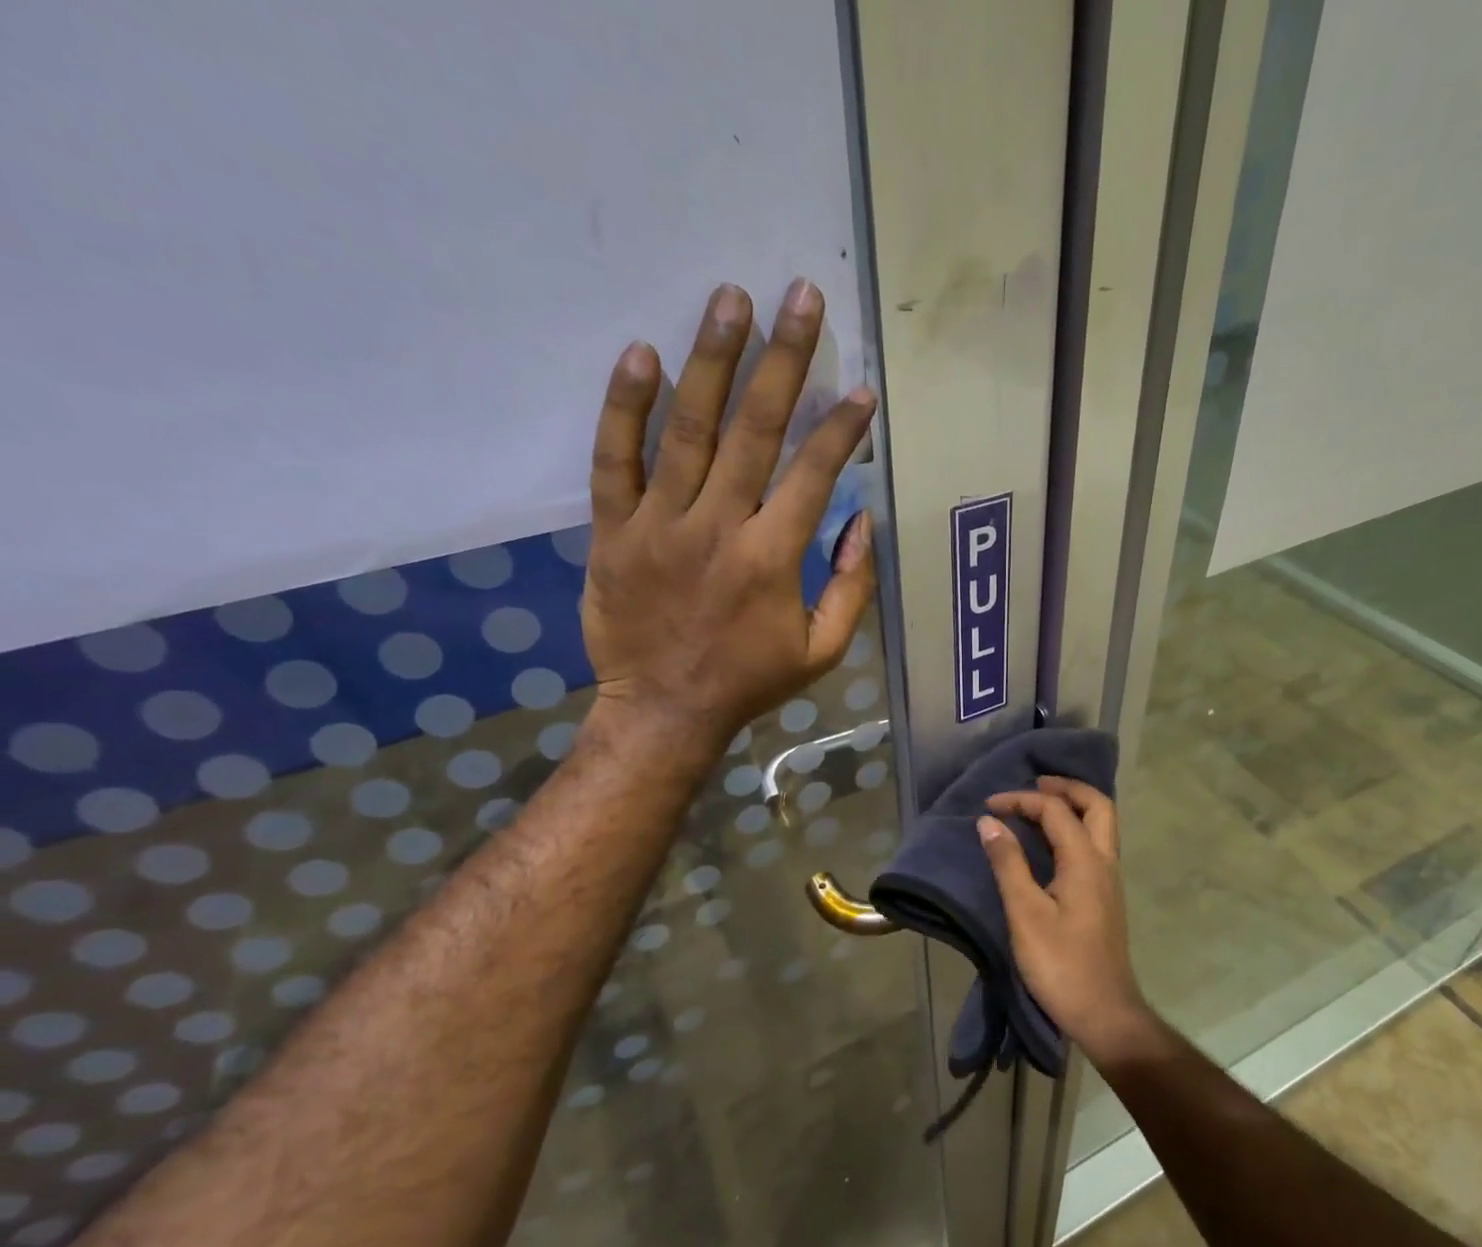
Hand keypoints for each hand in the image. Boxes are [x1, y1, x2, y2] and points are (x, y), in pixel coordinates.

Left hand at [580, 279, 878, 752]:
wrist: (663, 712)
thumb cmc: (749, 682)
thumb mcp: (823, 651)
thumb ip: (851, 588)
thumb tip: (862, 523)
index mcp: (773, 558)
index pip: (815, 473)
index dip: (842, 426)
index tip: (861, 386)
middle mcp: (718, 528)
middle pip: (755, 430)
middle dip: (784, 359)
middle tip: (800, 293)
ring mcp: (659, 525)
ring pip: (688, 430)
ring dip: (712, 360)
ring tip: (731, 298)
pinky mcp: (613, 531)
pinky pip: (614, 461)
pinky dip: (624, 407)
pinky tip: (642, 354)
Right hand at [975, 777, 1161, 1065]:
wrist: (1104, 1012)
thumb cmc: (1061, 964)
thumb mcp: (1025, 914)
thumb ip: (1008, 864)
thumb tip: (990, 822)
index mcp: (1086, 861)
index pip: (1056, 811)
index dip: (1022, 800)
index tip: (989, 806)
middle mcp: (1105, 862)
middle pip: (1097, 805)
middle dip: (1066, 788)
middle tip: (1034, 784)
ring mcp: (1110, 880)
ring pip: (1101, 825)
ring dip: (1073, 807)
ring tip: (1039, 806)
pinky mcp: (1105, 897)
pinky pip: (1095, 845)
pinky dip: (1074, 829)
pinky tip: (1051, 843)